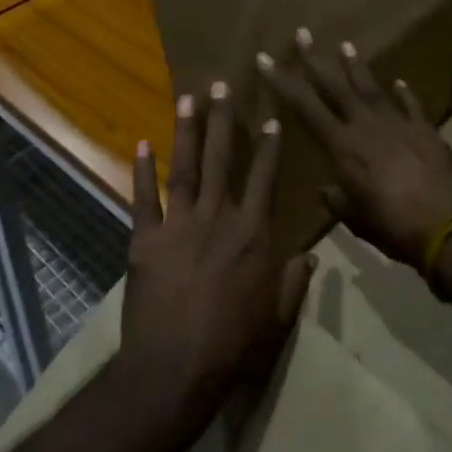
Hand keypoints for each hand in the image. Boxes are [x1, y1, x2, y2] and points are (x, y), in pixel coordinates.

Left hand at [116, 83, 314, 443]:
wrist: (177, 367)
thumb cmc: (234, 345)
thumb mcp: (276, 317)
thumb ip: (293, 283)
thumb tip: (310, 257)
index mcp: (253, 234)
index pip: (264, 179)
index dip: (268, 147)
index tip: (270, 118)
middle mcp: (218, 217)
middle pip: (221, 159)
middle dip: (223, 120)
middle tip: (222, 85)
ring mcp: (179, 224)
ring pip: (184, 167)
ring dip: (186, 131)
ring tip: (188, 99)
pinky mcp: (146, 239)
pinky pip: (144, 198)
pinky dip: (141, 170)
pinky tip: (141, 143)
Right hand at [257, 30, 451, 270]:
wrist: (450, 229)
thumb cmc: (394, 227)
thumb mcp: (356, 219)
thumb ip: (338, 200)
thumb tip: (327, 191)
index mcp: (343, 146)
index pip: (305, 107)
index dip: (282, 82)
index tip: (264, 59)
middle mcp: (366, 126)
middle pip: (335, 86)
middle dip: (315, 59)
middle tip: (302, 33)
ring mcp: (398, 124)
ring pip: (372, 88)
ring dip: (356, 66)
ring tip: (346, 45)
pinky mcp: (426, 131)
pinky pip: (412, 106)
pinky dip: (405, 94)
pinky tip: (400, 82)